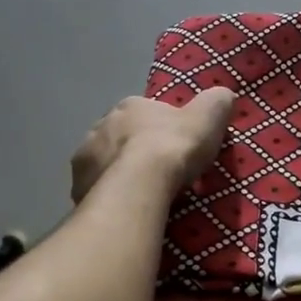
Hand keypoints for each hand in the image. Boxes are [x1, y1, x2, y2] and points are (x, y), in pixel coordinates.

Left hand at [70, 89, 235, 202]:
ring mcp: (86, 155)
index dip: (161, 128)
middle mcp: (102, 124)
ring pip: (105, 161)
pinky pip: (95, 187)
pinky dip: (107, 194)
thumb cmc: (173, 147)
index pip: (146, 112)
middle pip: (122, 136)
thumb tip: (223, 94)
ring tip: (140, 193)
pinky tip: (123, 206)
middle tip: (157, 172)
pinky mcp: (78, 184)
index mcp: (131, 106)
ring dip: (118, 171)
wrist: (140, 184)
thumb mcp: (208, 118)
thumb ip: (215, 103)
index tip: (175, 146)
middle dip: (135, 149)